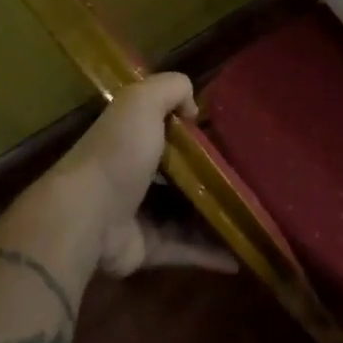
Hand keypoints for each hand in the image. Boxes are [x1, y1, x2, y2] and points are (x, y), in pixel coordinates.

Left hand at [0, 73, 237, 278]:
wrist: (86, 216)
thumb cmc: (117, 154)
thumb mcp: (142, 102)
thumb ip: (171, 88)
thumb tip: (194, 109)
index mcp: (132, 142)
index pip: (168, 134)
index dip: (197, 134)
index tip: (234, 137)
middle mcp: (136, 177)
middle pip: (183, 176)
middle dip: (214, 178)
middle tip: (253, 179)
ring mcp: (142, 216)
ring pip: (189, 215)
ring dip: (219, 216)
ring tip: (256, 215)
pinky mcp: (150, 249)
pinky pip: (188, 249)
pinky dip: (213, 254)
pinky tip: (242, 254)